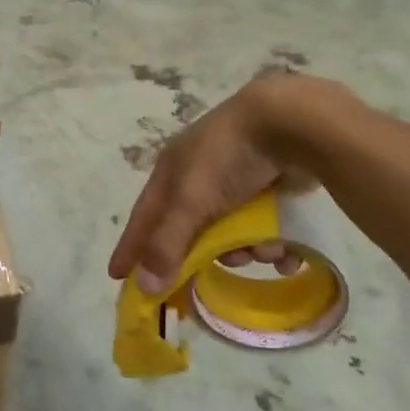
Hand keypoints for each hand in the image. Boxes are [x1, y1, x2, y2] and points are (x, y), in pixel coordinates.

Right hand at [107, 75, 318, 295]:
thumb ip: (168, 244)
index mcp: (171, 171)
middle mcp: (198, 176)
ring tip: (264, 251)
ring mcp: (237, 180)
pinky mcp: (270, 186)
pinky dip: (274, 243)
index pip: (144, 217)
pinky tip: (288, 253)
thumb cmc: (228, 158)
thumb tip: (144, 287)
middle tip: (205, 283)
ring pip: (232, 232)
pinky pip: (265, 227)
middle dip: (203, 254)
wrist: (291, 123)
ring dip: (247, 249)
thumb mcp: (192, 202)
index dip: (132, 246)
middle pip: (190, 230)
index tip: (118, 276)